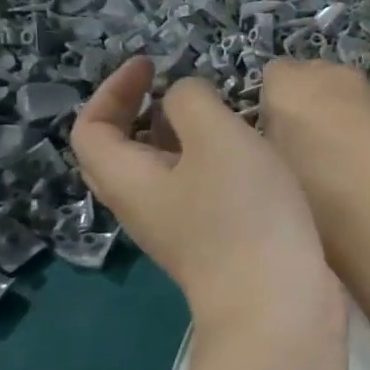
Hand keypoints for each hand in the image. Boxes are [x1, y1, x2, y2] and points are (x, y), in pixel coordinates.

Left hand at [72, 58, 340, 336]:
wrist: (279, 305)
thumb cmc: (242, 214)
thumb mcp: (216, 138)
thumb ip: (191, 102)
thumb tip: (184, 99)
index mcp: (129, 180)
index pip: (91, 129)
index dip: (113, 90)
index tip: (152, 65)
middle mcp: (144, 208)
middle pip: (120, 154)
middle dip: (140, 113)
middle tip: (174, 90)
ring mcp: (180, 230)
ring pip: (162, 172)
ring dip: (179, 136)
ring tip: (218, 115)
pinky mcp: (215, 244)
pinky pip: (196, 190)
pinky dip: (209, 162)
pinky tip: (247, 156)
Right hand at [258, 60, 369, 302]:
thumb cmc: (314, 200)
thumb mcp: (269, 169)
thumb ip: (269, 136)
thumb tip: (278, 130)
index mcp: (290, 84)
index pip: (272, 76)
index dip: (271, 105)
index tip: (274, 138)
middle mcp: (332, 75)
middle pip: (311, 77)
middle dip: (306, 103)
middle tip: (304, 148)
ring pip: (345, 94)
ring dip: (338, 114)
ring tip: (339, 160)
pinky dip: (366, 128)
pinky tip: (369, 166)